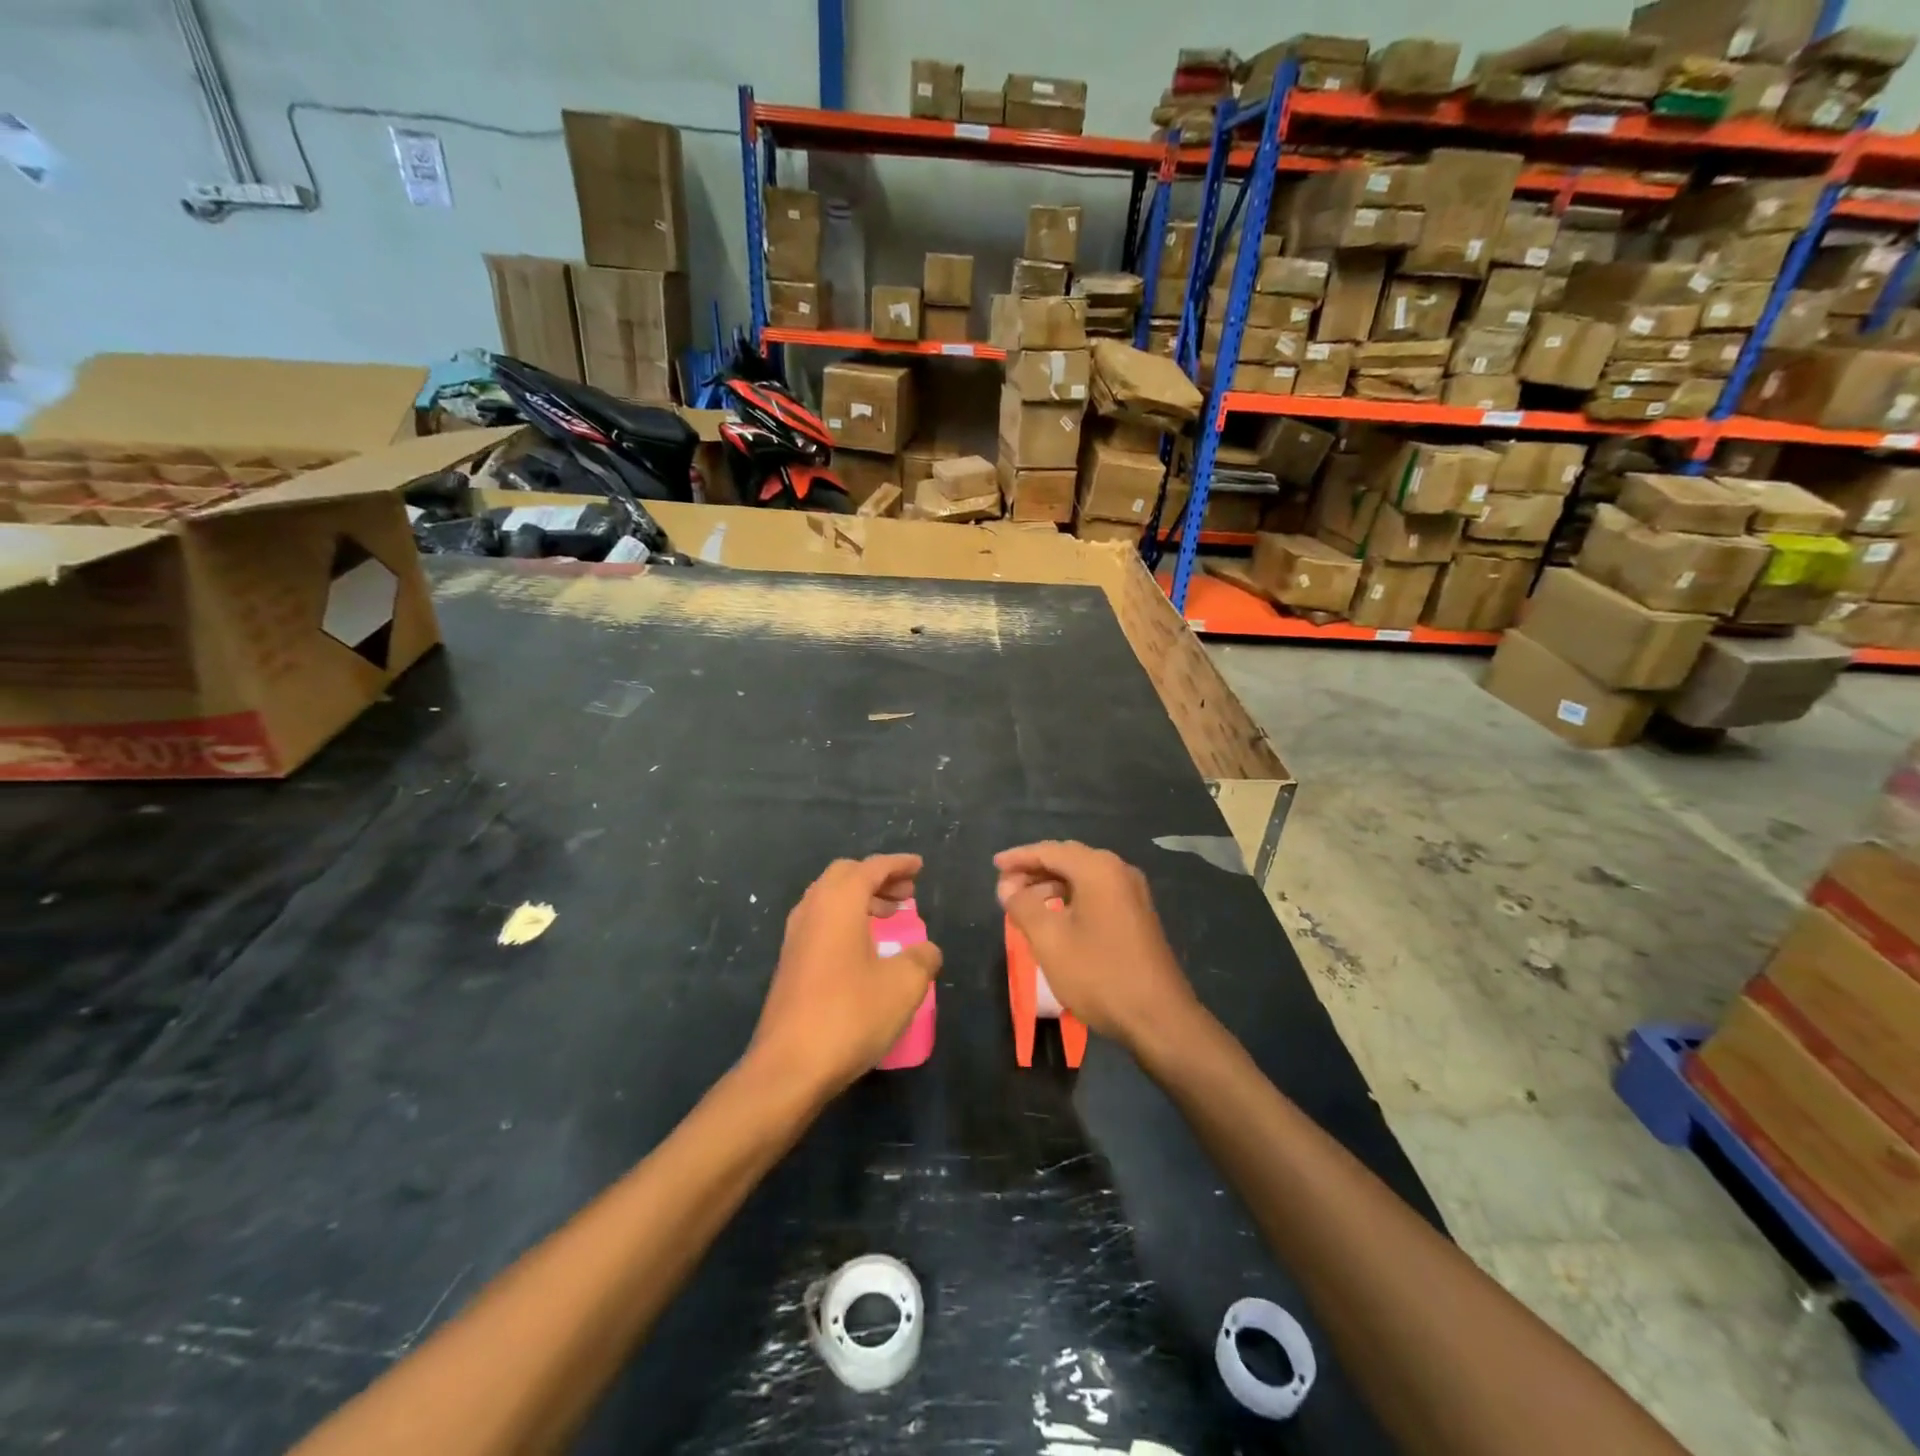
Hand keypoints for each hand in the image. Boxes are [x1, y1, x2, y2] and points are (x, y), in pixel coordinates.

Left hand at [749, 854, 941, 1098]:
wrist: (788, 1067)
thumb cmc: (850, 1015)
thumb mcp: (903, 985)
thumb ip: (922, 959)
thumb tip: (927, 951)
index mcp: (839, 903)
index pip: (871, 868)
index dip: (898, 864)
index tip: (919, 867)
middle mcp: (812, 910)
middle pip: (844, 876)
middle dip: (877, 878)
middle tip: (906, 893)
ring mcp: (795, 937)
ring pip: (828, 898)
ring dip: (860, 898)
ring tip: (889, 916)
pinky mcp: (790, 963)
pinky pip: (820, 921)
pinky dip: (845, 919)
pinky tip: (863, 947)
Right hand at [995, 841, 1200, 1055]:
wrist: (1158, 1017)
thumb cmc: (1098, 974)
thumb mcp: (1049, 940)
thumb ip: (1023, 906)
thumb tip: (1007, 886)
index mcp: (1098, 869)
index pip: (1050, 851)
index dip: (1019, 857)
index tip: (994, 865)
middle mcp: (1118, 870)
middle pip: (1068, 859)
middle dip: (1034, 869)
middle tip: (1005, 884)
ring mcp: (1132, 892)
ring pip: (1083, 877)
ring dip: (1052, 885)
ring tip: (1023, 904)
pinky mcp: (1137, 913)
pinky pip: (1097, 892)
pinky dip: (1071, 897)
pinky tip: (1055, 916)